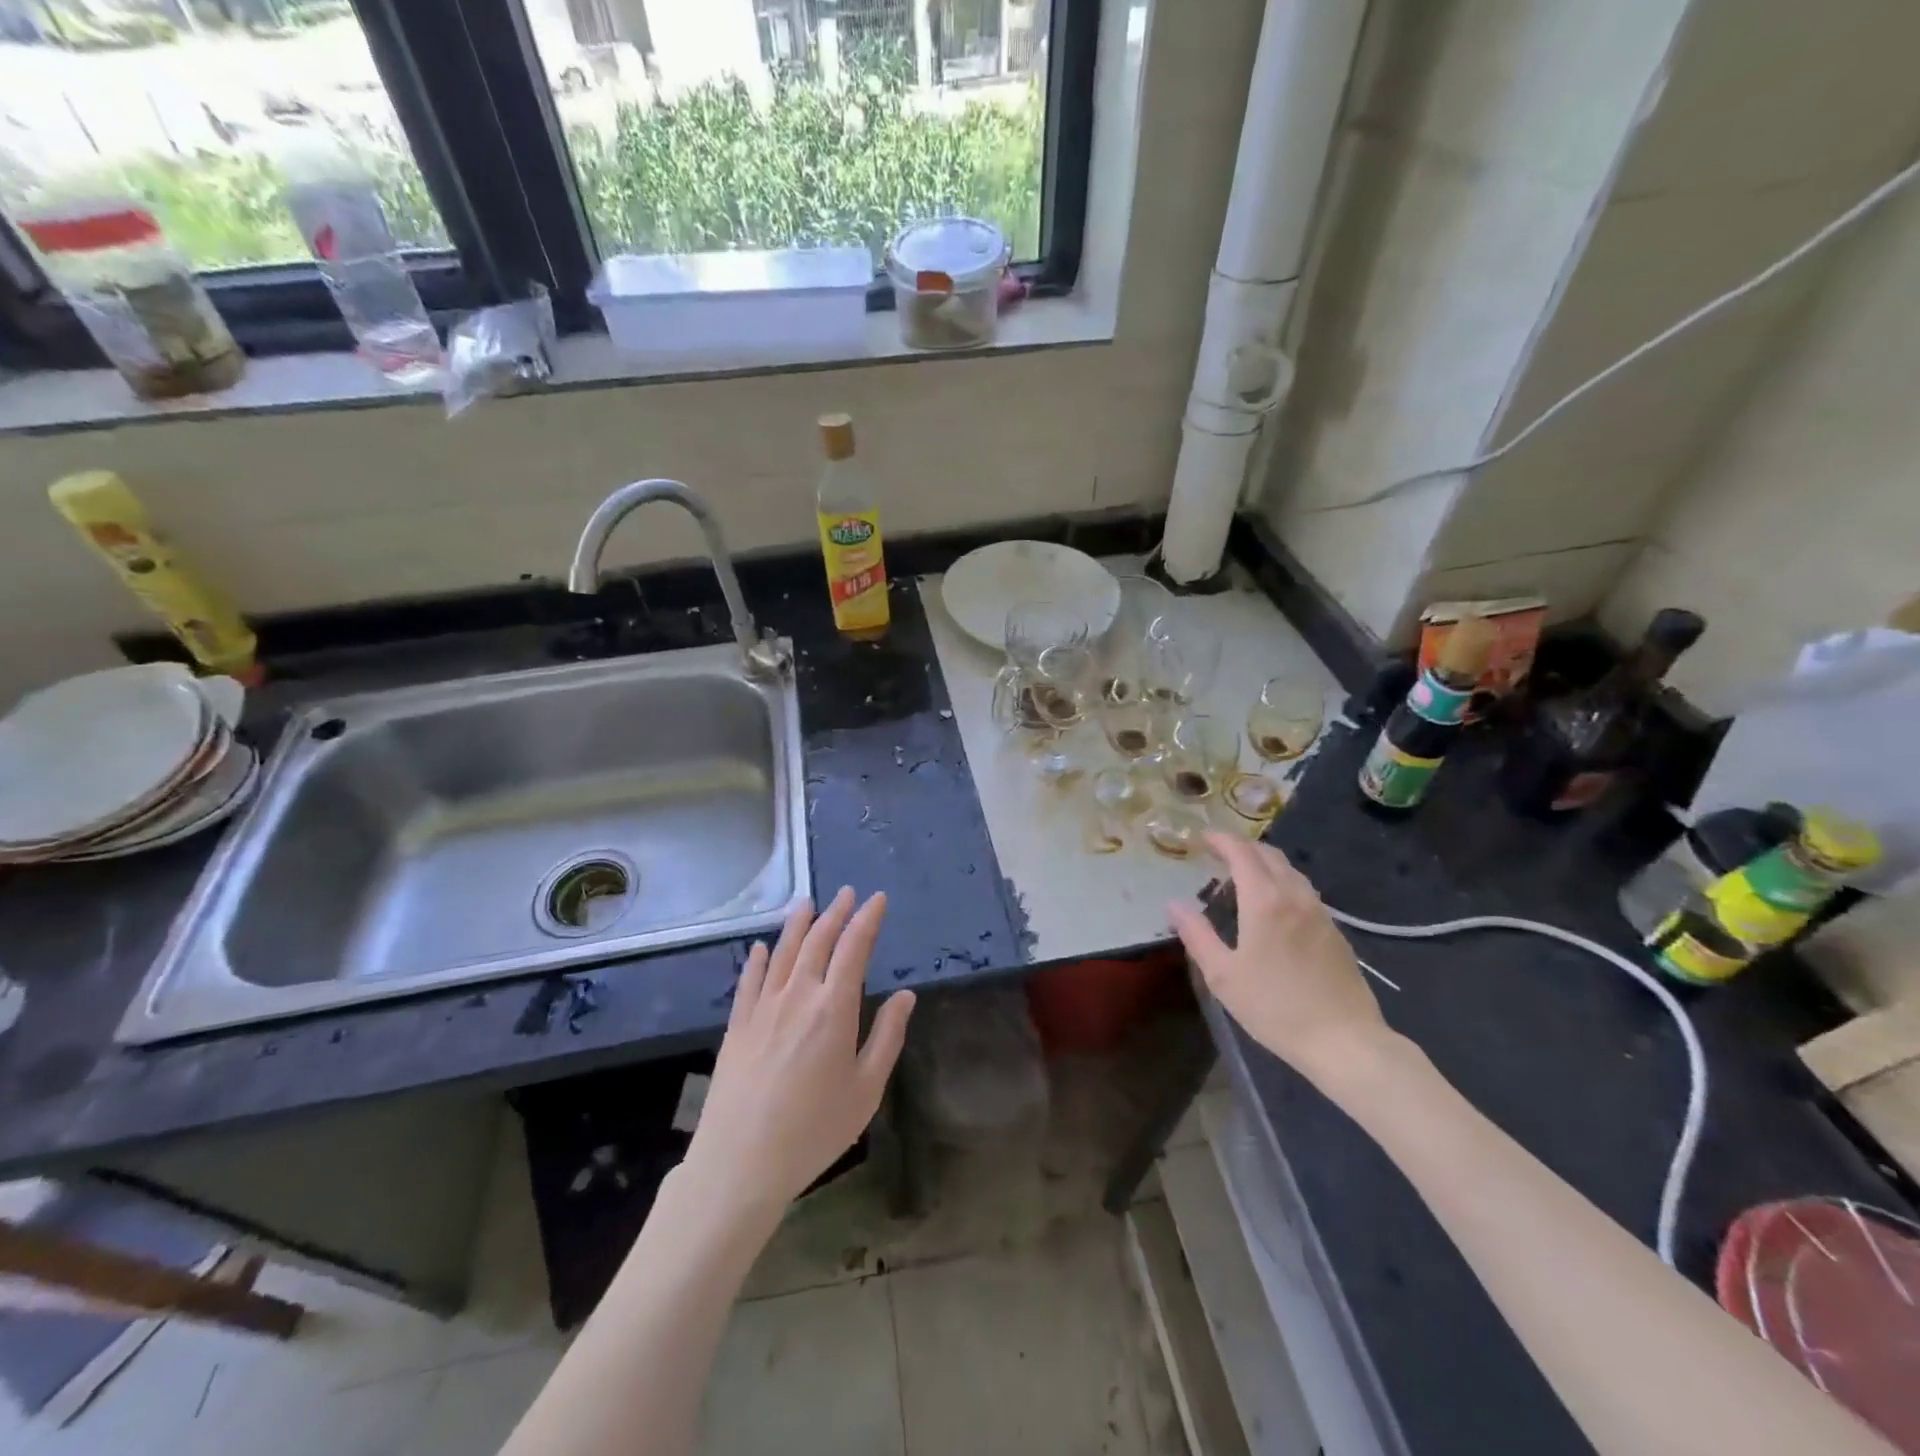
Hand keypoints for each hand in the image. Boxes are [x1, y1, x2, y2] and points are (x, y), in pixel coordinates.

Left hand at [686, 888, 914, 1214]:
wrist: (740, 1162)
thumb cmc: (814, 1130)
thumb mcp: (866, 1089)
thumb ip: (887, 1037)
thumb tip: (906, 996)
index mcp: (834, 1008)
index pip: (854, 948)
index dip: (867, 920)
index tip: (877, 899)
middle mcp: (798, 996)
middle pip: (818, 941)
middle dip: (836, 913)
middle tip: (848, 893)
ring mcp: (763, 1008)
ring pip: (783, 952)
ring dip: (798, 924)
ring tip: (808, 902)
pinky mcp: (737, 1026)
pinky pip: (749, 980)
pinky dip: (758, 958)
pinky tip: (762, 947)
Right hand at [1168, 834, 1388, 1085]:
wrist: (1345, 1041)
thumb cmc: (1275, 1008)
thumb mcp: (1223, 975)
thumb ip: (1197, 935)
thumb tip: (1174, 905)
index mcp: (1264, 901)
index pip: (1241, 853)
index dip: (1221, 840)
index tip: (1202, 838)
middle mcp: (1295, 896)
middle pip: (1269, 855)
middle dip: (1242, 847)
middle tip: (1218, 854)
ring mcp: (1320, 912)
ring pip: (1290, 871)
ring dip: (1265, 863)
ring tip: (1244, 876)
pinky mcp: (1335, 931)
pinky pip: (1304, 891)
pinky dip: (1283, 883)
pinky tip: (1274, 905)